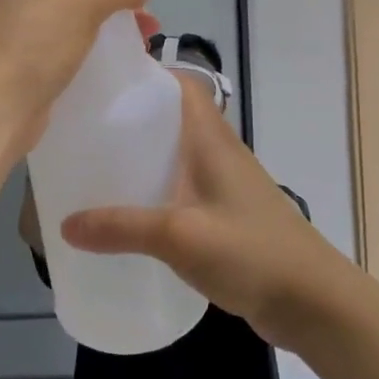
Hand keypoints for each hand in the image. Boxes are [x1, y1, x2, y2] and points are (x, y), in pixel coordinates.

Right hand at [60, 77, 351, 350]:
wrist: (313, 303)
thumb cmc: (251, 252)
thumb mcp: (179, 236)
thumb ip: (122, 228)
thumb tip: (65, 225)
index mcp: (212, 139)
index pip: (183, 85)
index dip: (147, 75)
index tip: (102, 83)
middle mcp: (218, 153)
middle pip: (172, 119)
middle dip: (131, 119)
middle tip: (84, 129)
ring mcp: (224, 186)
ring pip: (175, 157)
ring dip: (141, 158)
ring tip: (94, 168)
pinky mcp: (224, 217)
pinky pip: (180, 191)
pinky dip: (154, 193)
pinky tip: (127, 216)